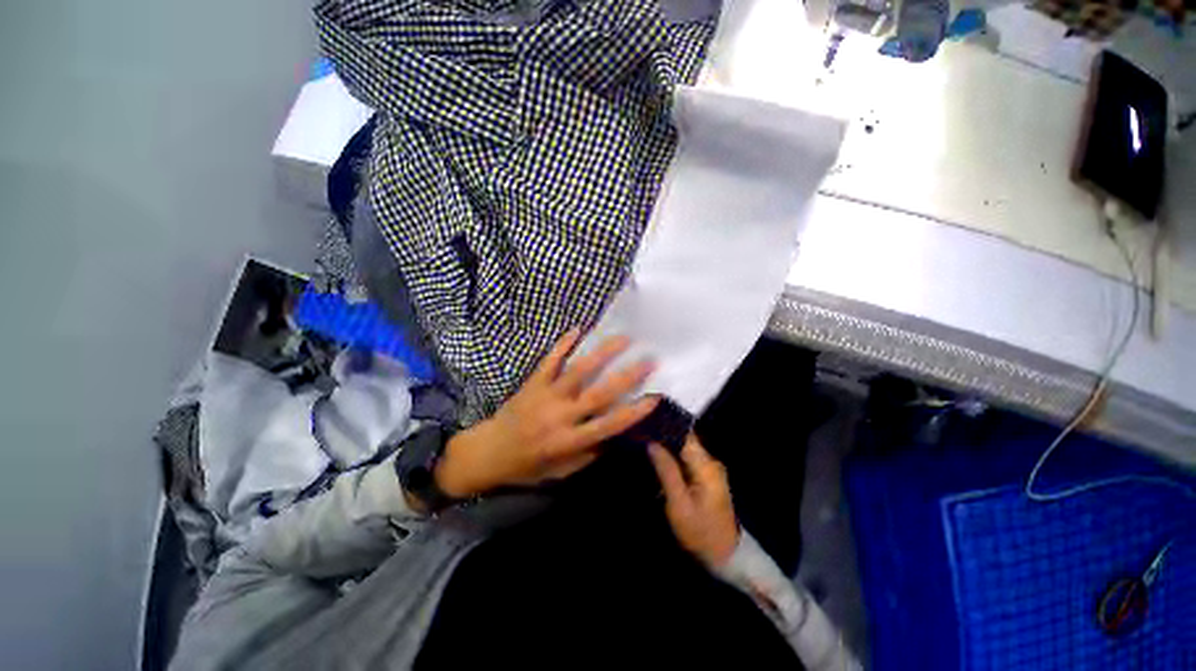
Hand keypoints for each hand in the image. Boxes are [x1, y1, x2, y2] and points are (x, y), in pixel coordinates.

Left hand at [435, 329, 659, 497]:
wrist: (488, 452)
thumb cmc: (528, 466)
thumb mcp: (561, 471)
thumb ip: (589, 453)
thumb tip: (616, 435)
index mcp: (569, 441)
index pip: (608, 425)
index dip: (634, 412)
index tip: (656, 396)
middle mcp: (561, 416)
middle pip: (599, 394)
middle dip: (627, 376)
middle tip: (648, 358)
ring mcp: (546, 396)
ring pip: (578, 371)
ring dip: (602, 353)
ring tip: (622, 338)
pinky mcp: (533, 383)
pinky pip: (549, 360)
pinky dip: (563, 344)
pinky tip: (577, 329)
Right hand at [648, 435, 739, 568]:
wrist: (725, 555)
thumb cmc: (700, 531)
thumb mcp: (679, 504)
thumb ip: (667, 471)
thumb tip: (652, 444)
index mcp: (706, 466)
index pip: (685, 435)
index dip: (666, 427)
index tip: (646, 423)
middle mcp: (711, 462)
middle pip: (685, 440)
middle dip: (664, 436)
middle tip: (641, 435)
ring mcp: (711, 469)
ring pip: (685, 449)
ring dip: (668, 447)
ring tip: (646, 445)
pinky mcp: (707, 476)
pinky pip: (688, 459)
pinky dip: (674, 458)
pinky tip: (660, 460)